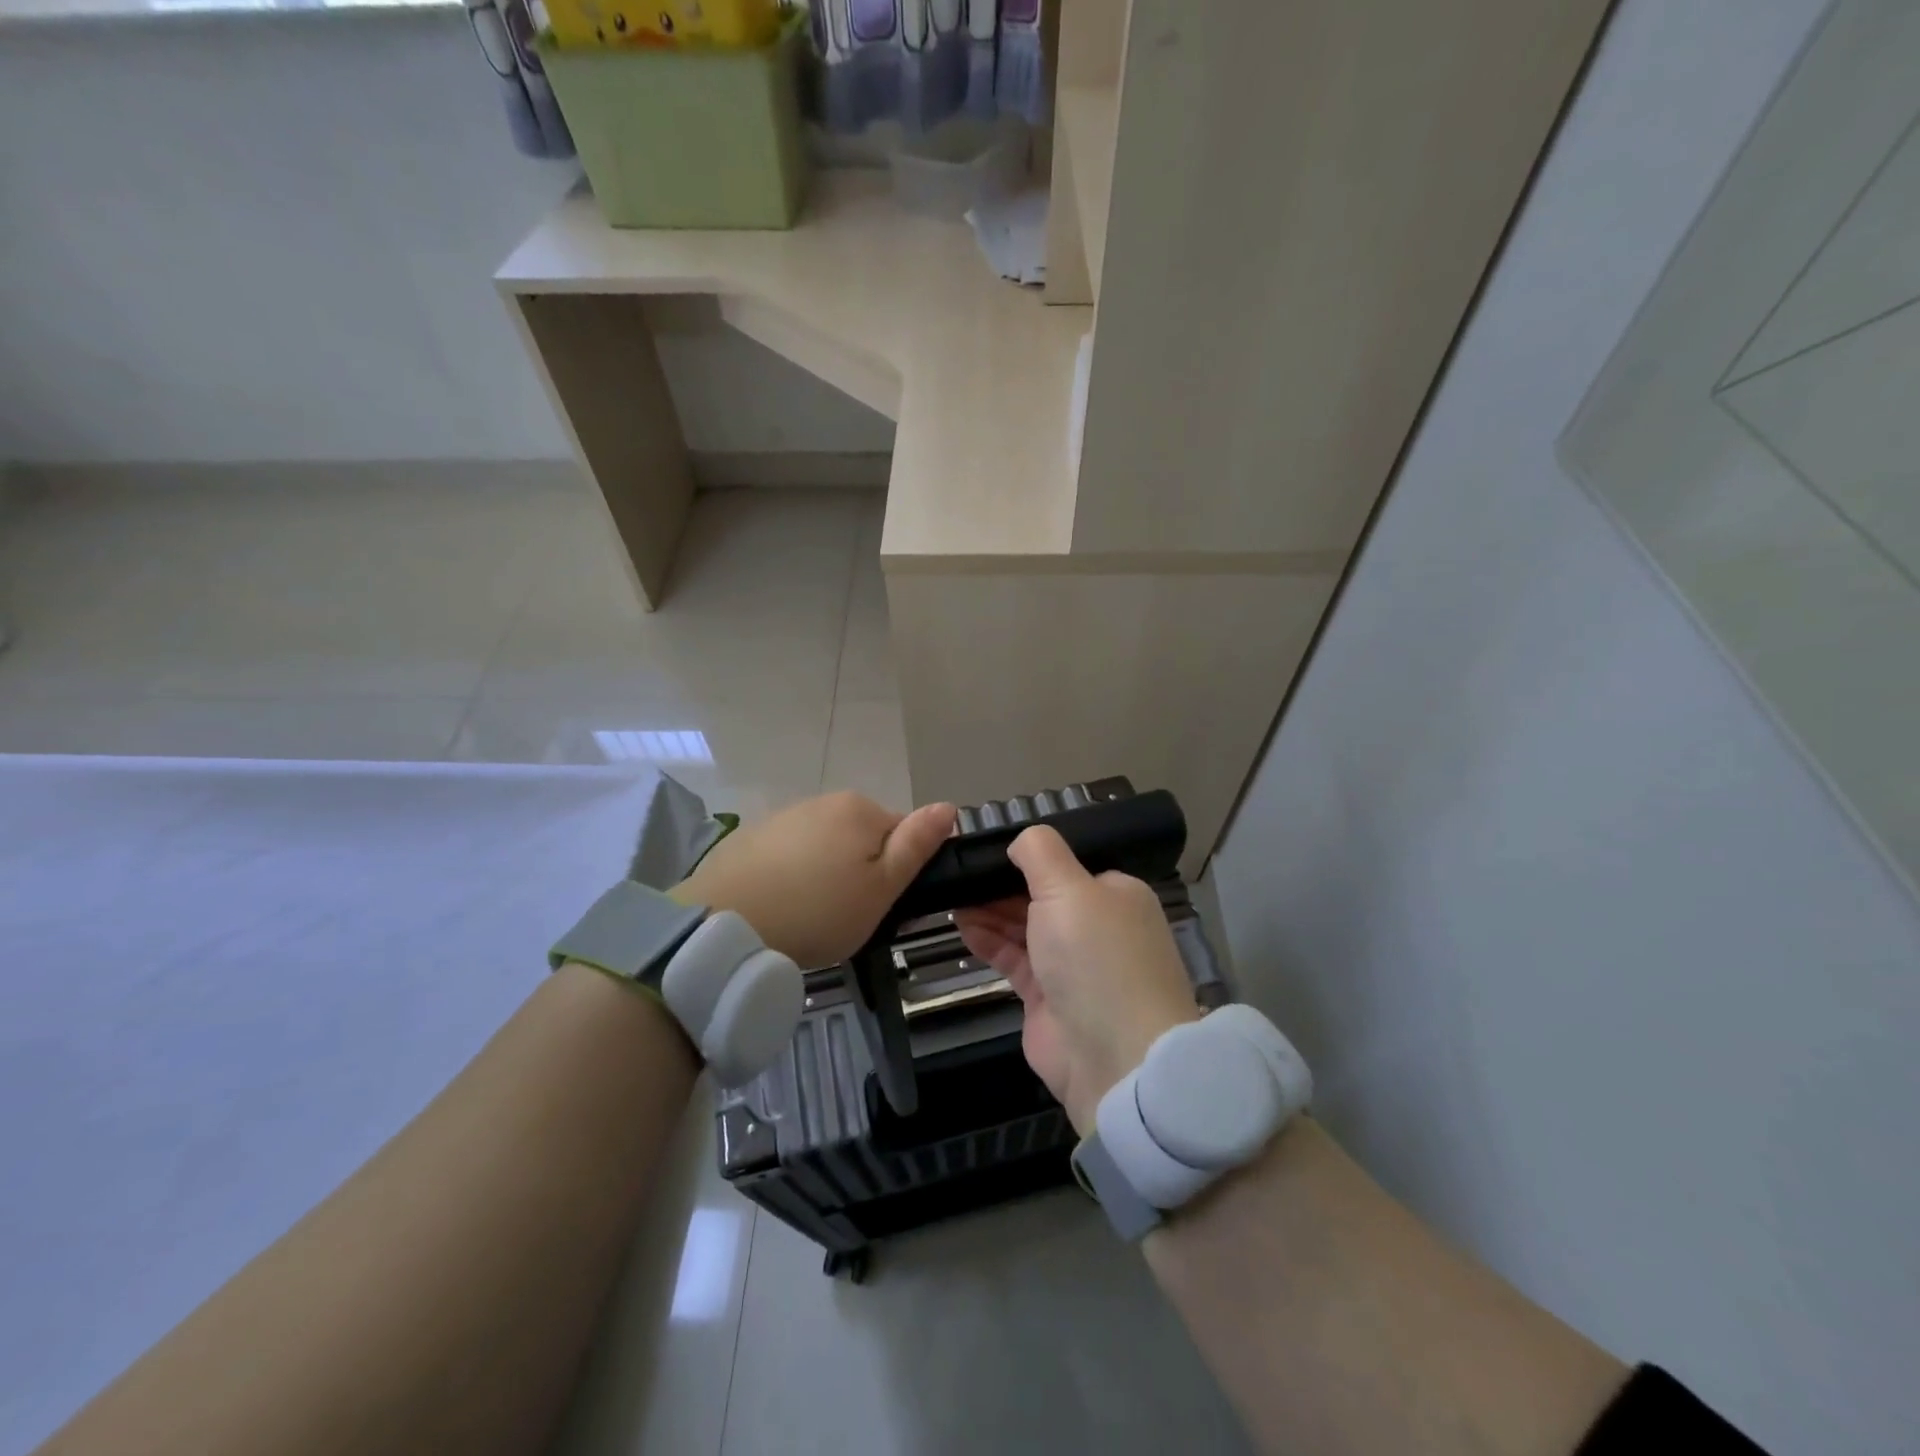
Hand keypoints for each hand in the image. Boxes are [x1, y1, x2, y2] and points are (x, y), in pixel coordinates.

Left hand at [672, 792, 956, 968]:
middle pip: (861, 837)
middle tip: (847, 916)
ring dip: (826, 873)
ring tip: (811, 916)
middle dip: (861, 871)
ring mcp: (783, 817)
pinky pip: (789, 855)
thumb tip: (948, 806)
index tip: (882, 907)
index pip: (901, 834)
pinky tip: (780, 906)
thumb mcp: (881, 889)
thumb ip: (916, 846)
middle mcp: (822, 801)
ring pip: (824, 846)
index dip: (897, 873)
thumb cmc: (817, 911)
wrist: (723, 923)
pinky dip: (792, 875)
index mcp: (860, 809)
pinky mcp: (750, 838)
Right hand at [956, 825, 1199, 1134]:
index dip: (1027, 857)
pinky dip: (988, 941)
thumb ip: (1040, 853)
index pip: (1066, 865)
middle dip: (1001, 885)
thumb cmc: (1096, 957)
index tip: (985, 850)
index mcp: (1114, 893)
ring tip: (950, 896)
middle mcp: (1095, 925)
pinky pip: (1013, 958)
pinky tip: (962, 925)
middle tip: (958, 874)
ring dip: (990, 911)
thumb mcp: (1070, 887)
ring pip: (1024, 927)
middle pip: (1040, 895)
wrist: (1114, 1058)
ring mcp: (1070, 964)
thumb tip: (1019, 841)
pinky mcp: (1046, 996)